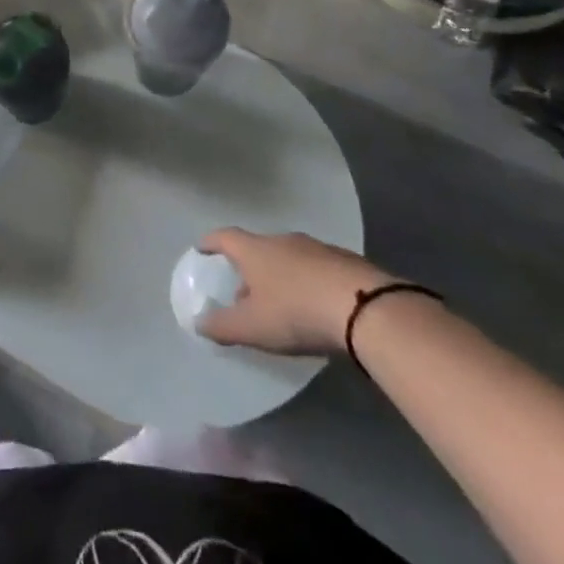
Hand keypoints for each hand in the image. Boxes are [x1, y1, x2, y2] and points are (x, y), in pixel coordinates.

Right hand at [195, 228, 394, 355]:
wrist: (365, 308)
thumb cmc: (296, 311)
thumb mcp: (252, 326)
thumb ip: (222, 326)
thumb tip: (198, 323)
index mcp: (256, 250)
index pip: (225, 237)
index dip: (211, 243)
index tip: (202, 248)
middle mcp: (283, 240)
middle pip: (258, 249)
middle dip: (249, 268)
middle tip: (244, 292)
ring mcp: (317, 249)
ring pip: (289, 258)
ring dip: (280, 277)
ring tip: (280, 304)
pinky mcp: (347, 263)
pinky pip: (317, 269)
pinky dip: (308, 283)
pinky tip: (315, 307)